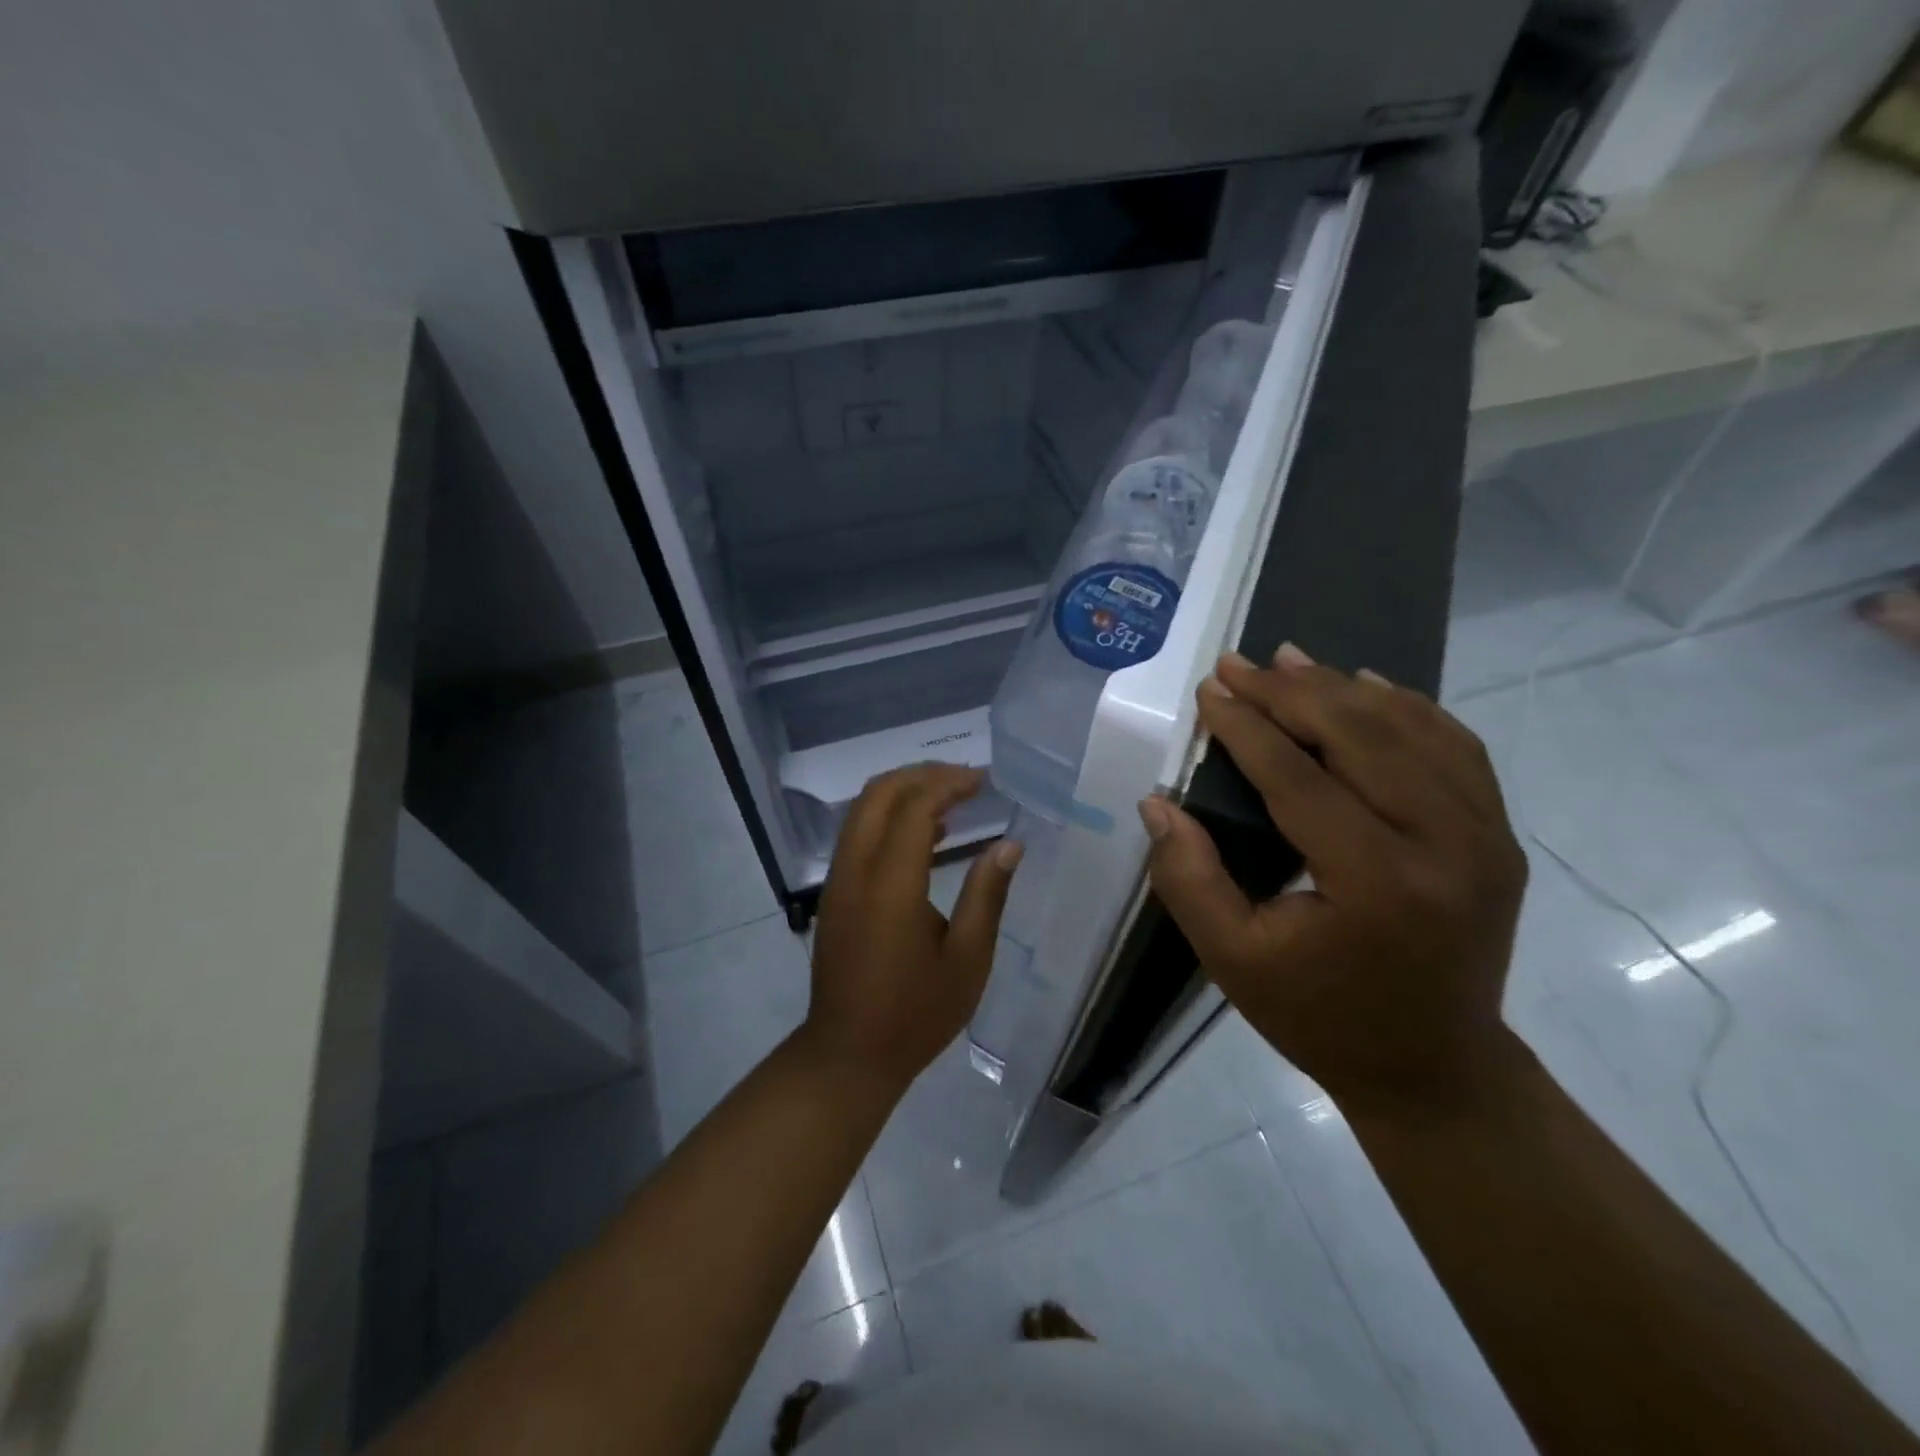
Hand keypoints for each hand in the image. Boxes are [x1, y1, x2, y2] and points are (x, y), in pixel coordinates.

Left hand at [803, 764, 1023, 1092]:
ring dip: (903, 793)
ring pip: (862, 810)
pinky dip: (889, 817)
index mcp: (890, 885)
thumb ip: (987, 896)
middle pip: (879, 794)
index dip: (948, 784)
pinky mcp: (835, 893)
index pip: (914, 808)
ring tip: (951, 801)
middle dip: (922, 776)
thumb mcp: (967, 960)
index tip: (983, 782)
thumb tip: (1010, 844)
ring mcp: (839, 881)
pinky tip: (926, 835)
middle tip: (966, 781)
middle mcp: (856, 871)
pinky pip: (858, 833)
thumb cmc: (915, 1013)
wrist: (848, 1054)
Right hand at [1140, 647, 1527, 1111]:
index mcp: (1378, 883)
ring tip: (1291, 660)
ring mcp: (1485, 837)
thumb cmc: (1320, 1017)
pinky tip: (1368, 688)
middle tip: (1240, 663)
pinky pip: (1455, 747)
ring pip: (1413, 730)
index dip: (1248, 728)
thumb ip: (1188, 878)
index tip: (1210, 690)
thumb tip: (1158, 802)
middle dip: (1292, 692)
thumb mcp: (1233, 960)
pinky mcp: (1497, 836)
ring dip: (1346, 688)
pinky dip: (1407, 708)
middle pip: (1363, 737)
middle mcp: (1445, 846)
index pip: (1300, 778)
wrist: (1433, 1068)